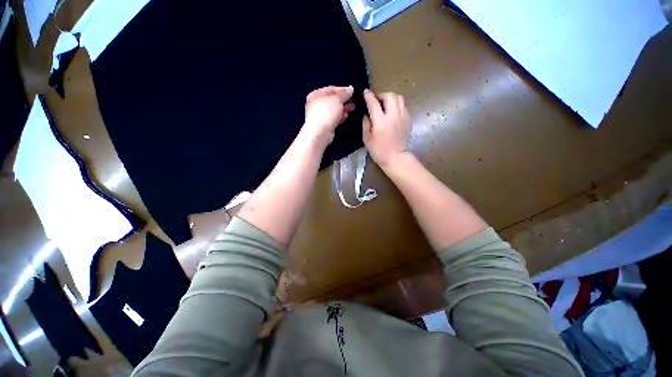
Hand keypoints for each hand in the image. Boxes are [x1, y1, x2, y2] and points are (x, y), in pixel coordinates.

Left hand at [303, 85, 355, 146]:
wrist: (320, 132)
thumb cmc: (326, 113)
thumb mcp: (337, 99)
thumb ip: (344, 93)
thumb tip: (350, 89)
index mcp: (316, 95)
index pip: (331, 89)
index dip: (342, 90)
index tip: (352, 92)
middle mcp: (317, 104)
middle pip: (333, 100)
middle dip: (344, 101)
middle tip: (354, 101)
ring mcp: (320, 115)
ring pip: (334, 110)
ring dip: (344, 109)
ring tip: (352, 108)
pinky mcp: (325, 125)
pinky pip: (334, 118)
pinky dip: (340, 117)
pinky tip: (345, 116)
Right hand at [362, 89, 411, 167]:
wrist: (395, 158)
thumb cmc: (378, 151)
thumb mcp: (366, 139)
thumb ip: (365, 124)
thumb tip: (366, 114)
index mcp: (380, 122)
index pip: (374, 103)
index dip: (369, 96)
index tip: (365, 92)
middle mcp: (393, 116)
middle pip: (389, 96)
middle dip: (381, 95)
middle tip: (376, 100)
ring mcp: (403, 117)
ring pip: (399, 98)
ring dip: (390, 98)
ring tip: (385, 104)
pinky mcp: (409, 120)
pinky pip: (403, 106)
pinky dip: (397, 105)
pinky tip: (392, 112)